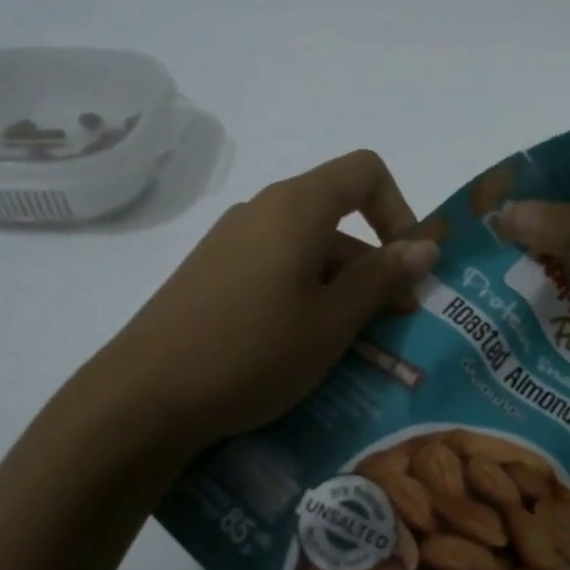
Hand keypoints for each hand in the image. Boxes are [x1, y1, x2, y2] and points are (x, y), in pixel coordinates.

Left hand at [60, 150, 438, 459]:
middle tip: (390, 326)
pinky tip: (300, 349)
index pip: (365, 172)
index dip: (399, 210)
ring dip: (340, 289)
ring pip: (307, 250)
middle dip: (374, 266)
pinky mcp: (211, 274)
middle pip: (338, 217)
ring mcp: (231, 242)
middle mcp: (262, 210)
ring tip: (349, 349)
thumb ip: (382, 277)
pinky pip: (275, 270)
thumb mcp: (333, 320)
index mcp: (297, 206)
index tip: (407, 266)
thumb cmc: (254, 350)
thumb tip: (425, 245)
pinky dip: (303, 297)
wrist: (144, 397)